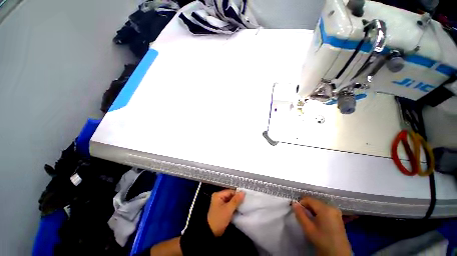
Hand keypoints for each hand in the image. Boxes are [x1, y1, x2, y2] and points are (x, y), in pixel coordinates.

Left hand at [207, 189, 244, 236]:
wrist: (211, 233)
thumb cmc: (219, 219)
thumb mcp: (228, 209)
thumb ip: (236, 200)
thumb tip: (243, 192)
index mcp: (218, 195)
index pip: (230, 191)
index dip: (238, 194)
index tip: (246, 198)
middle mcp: (219, 197)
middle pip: (231, 196)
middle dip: (237, 199)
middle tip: (245, 202)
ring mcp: (220, 203)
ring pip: (231, 201)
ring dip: (236, 203)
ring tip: (244, 206)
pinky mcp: (222, 209)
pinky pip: (229, 205)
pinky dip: (234, 207)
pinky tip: (239, 209)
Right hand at [292, 197, 350, 255]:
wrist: (338, 254)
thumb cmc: (322, 240)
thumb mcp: (308, 228)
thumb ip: (300, 214)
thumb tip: (293, 203)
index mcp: (325, 208)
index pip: (308, 199)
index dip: (300, 203)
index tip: (297, 211)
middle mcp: (331, 207)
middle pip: (314, 202)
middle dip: (306, 207)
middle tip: (302, 216)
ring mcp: (336, 212)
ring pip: (319, 206)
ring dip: (312, 210)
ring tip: (309, 220)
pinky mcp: (337, 216)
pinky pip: (324, 210)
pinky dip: (318, 213)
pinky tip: (316, 221)